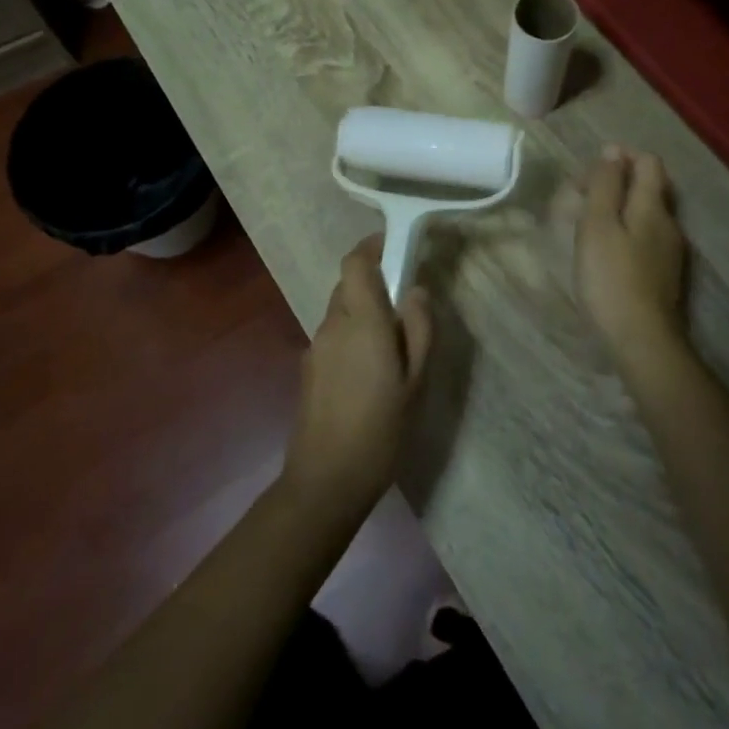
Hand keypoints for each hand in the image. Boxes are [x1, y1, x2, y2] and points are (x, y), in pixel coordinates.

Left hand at [282, 236, 433, 521]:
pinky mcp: (309, 368)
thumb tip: (415, 290)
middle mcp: (333, 325)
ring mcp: (316, 346)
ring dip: (365, 312)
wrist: (325, 481)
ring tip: (393, 347)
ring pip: (342, 311)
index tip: (396, 246)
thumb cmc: (381, 429)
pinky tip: (370, 373)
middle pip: (349, 284)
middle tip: (406, 307)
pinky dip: (353, 336)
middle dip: (375, 283)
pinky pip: (334, 335)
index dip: (373, 246)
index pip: (356, 263)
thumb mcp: (416, 380)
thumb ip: (419, 328)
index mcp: (362, 321)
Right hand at [574, 146, 687, 363]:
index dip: (621, 157)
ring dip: (619, 208)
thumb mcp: (598, 225)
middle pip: (649, 187)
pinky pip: (646, 238)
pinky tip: (605, 252)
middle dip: (617, 182)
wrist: (642, 341)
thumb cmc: (612, 278)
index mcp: (653, 206)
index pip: (648, 162)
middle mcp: (669, 223)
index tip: (590, 171)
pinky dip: (625, 232)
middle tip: (582, 196)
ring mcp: (670, 251)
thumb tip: (612, 150)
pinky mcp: (665, 275)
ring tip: (587, 223)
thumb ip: (605, 185)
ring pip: (647, 214)